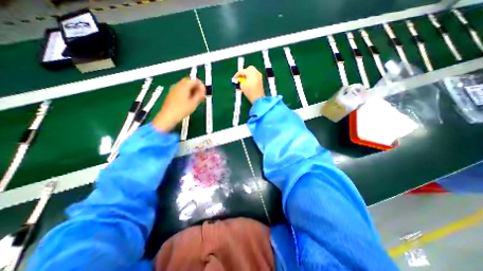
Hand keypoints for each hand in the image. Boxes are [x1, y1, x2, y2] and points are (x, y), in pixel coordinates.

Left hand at [153, 78, 205, 131]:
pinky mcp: (171, 94)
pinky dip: (187, 92)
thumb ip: (199, 95)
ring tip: (196, 99)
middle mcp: (178, 85)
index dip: (201, 86)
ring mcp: (174, 89)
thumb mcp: (193, 103)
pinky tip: (189, 100)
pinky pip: (181, 89)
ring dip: (192, 90)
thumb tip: (203, 91)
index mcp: (184, 86)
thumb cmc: (182, 110)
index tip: (204, 93)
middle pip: (189, 82)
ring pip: (185, 85)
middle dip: (196, 87)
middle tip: (201, 95)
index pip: (195, 80)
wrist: (168, 116)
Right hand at [233, 66, 265, 103]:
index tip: (234, 78)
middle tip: (240, 78)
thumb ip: (241, 80)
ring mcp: (259, 76)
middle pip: (249, 69)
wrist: (258, 98)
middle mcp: (256, 72)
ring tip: (243, 81)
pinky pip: (255, 76)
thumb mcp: (242, 85)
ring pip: (252, 72)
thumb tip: (241, 80)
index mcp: (251, 72)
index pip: (242, 71)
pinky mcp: (261, 80)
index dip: (237, 75)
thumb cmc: (249, 91)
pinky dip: (251, 78)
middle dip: (244, 72)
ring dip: (247, 75)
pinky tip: (248, 83)